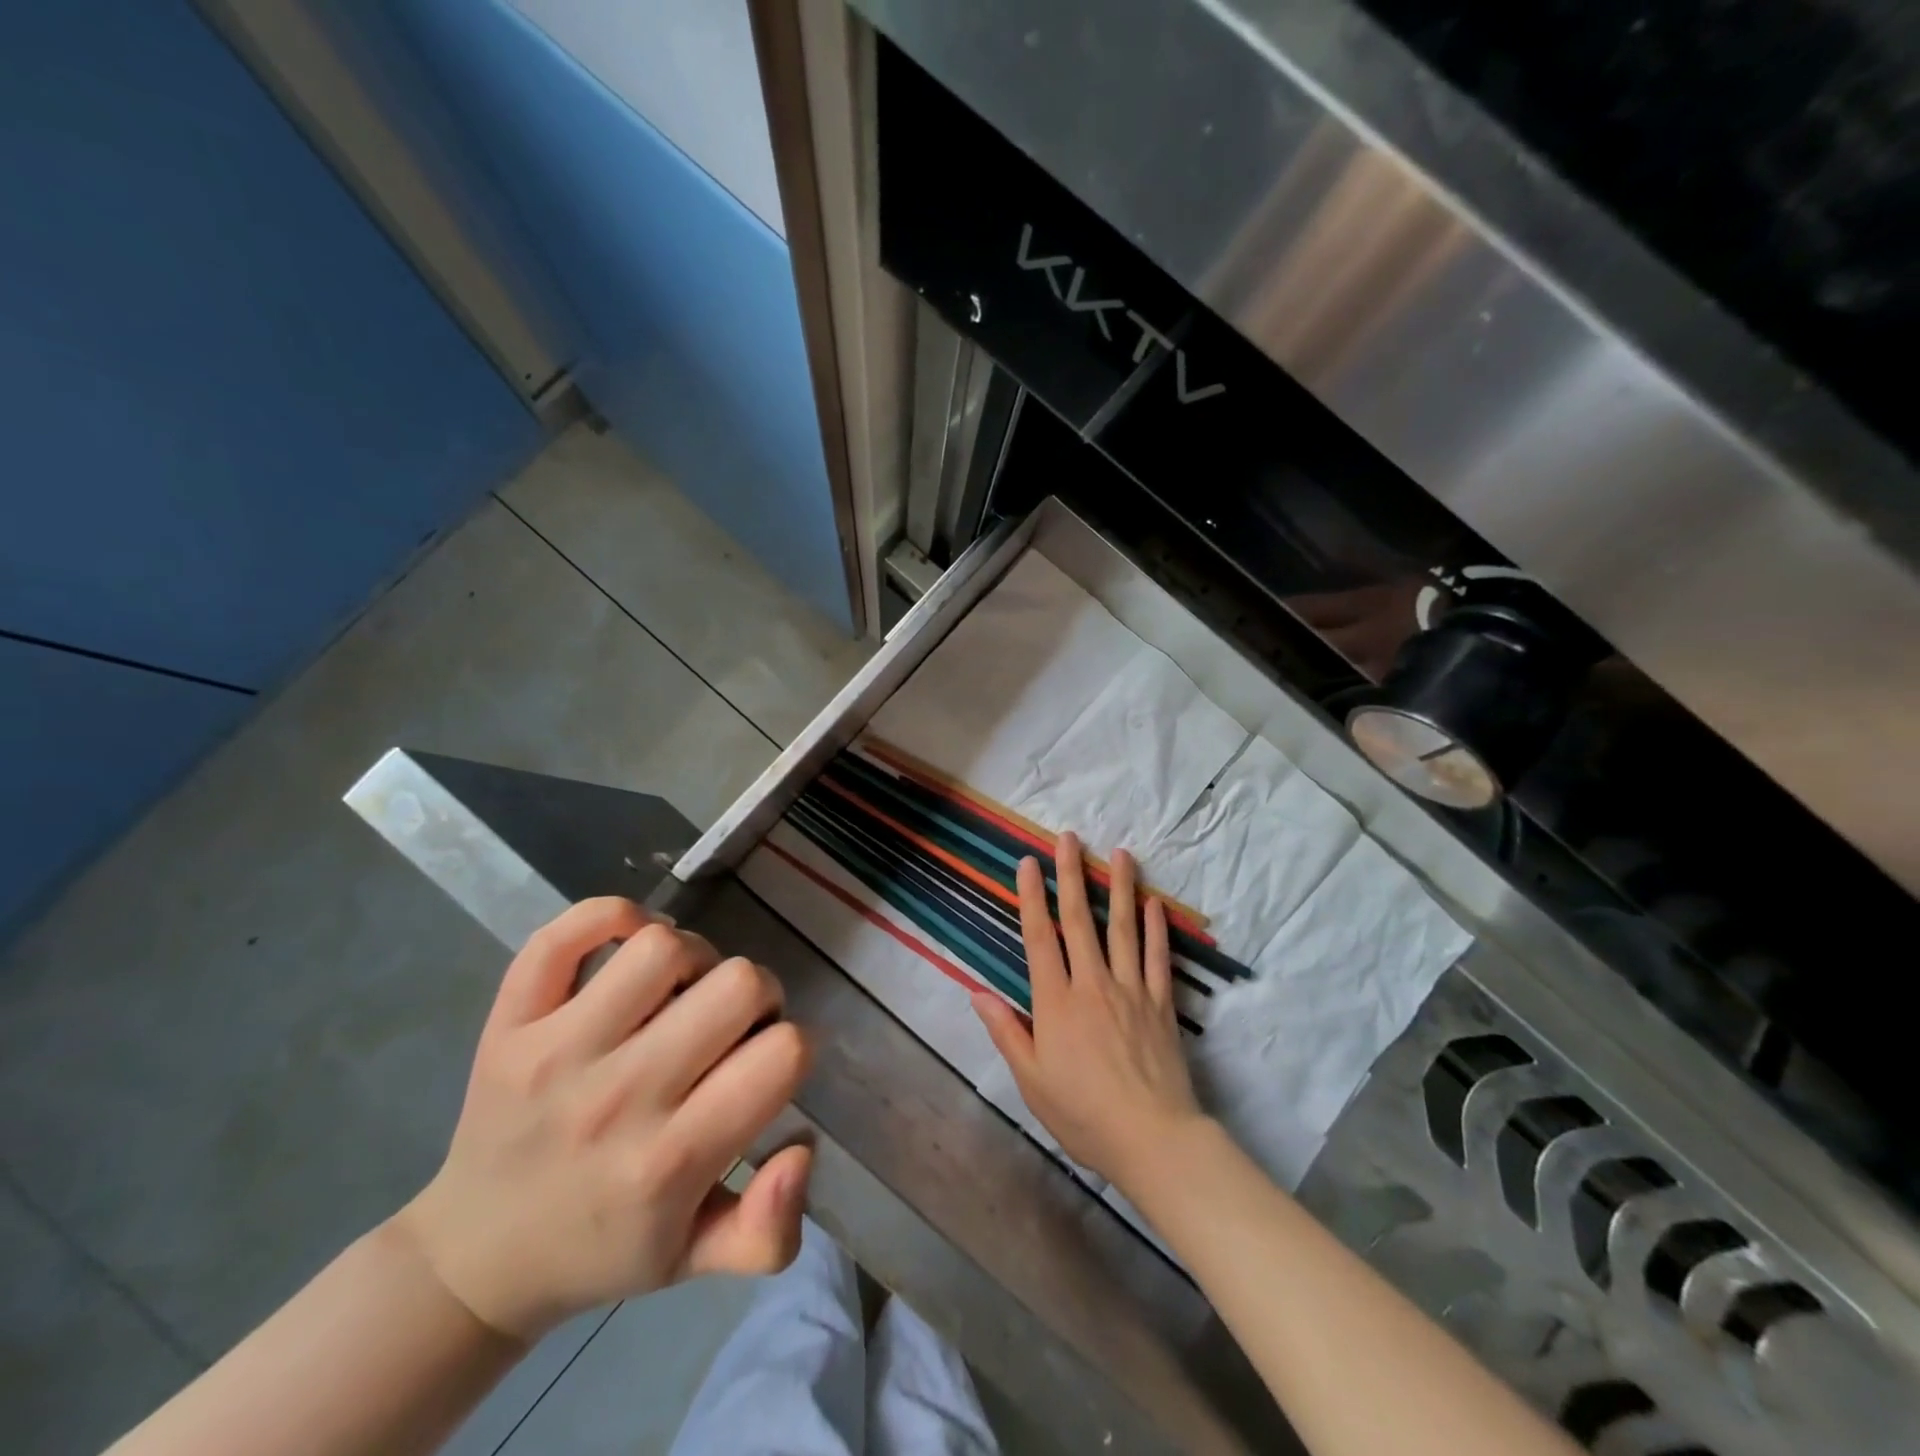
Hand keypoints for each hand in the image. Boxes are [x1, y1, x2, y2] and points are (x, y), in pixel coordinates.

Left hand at [395, 898, 812, 1340]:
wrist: (472, 1260)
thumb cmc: (602, 1250)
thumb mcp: (695, 1263)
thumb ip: (769, 1230)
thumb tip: (804, 1147)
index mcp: (671, 1162)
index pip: (781, 1055)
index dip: (793, 1046)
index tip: (768, 1064)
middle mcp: (619, 1097)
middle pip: (737, 983)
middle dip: (756, 995)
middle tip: (731, 1026)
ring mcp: (557, 1051)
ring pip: (663, 947)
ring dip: (692, 959)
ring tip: (679, 994)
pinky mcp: (510, 1022)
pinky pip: (566, 933)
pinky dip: (611, 918)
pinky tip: (628, 947)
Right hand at [972, 833, 1206, 1190]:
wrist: (1152, 1138)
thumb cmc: (1083, 1113)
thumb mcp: (1031, 1080)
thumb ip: (1007, 1032)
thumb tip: (976, 993)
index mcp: (1056, 1002)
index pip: (1040, 938)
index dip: (1032, 897)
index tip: (1029, 863)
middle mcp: (1092, 984)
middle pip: (1080, 920)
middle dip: (1073, 875)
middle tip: (1069, 838)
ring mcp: (1130, 989)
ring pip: (1123, 929)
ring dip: (1120, 888)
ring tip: (1120, 853)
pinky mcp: (1161, 1003)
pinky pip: (1157, 957)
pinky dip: (1157, 928)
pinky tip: (1154, 903)